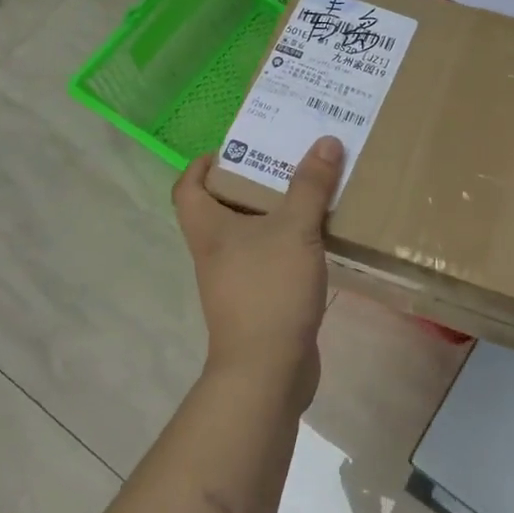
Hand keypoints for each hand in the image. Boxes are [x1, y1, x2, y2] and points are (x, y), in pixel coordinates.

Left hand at [172, 134, 344, 408]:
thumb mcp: (295, 229)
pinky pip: (269, 257)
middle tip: (285, 161)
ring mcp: (235, 278)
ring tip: (309, 190)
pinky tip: (318, 236)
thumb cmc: (269, 289)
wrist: (268, 371)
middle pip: (222, 206)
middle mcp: (215, 251)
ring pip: (249, 233)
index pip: (188, 187)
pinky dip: (288, 242)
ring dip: (275, 211)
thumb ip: (310, 185)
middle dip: (251, 181)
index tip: (236, 149)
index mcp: (209, 229)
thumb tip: (325, 141)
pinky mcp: (258, 299)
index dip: (204, 164)